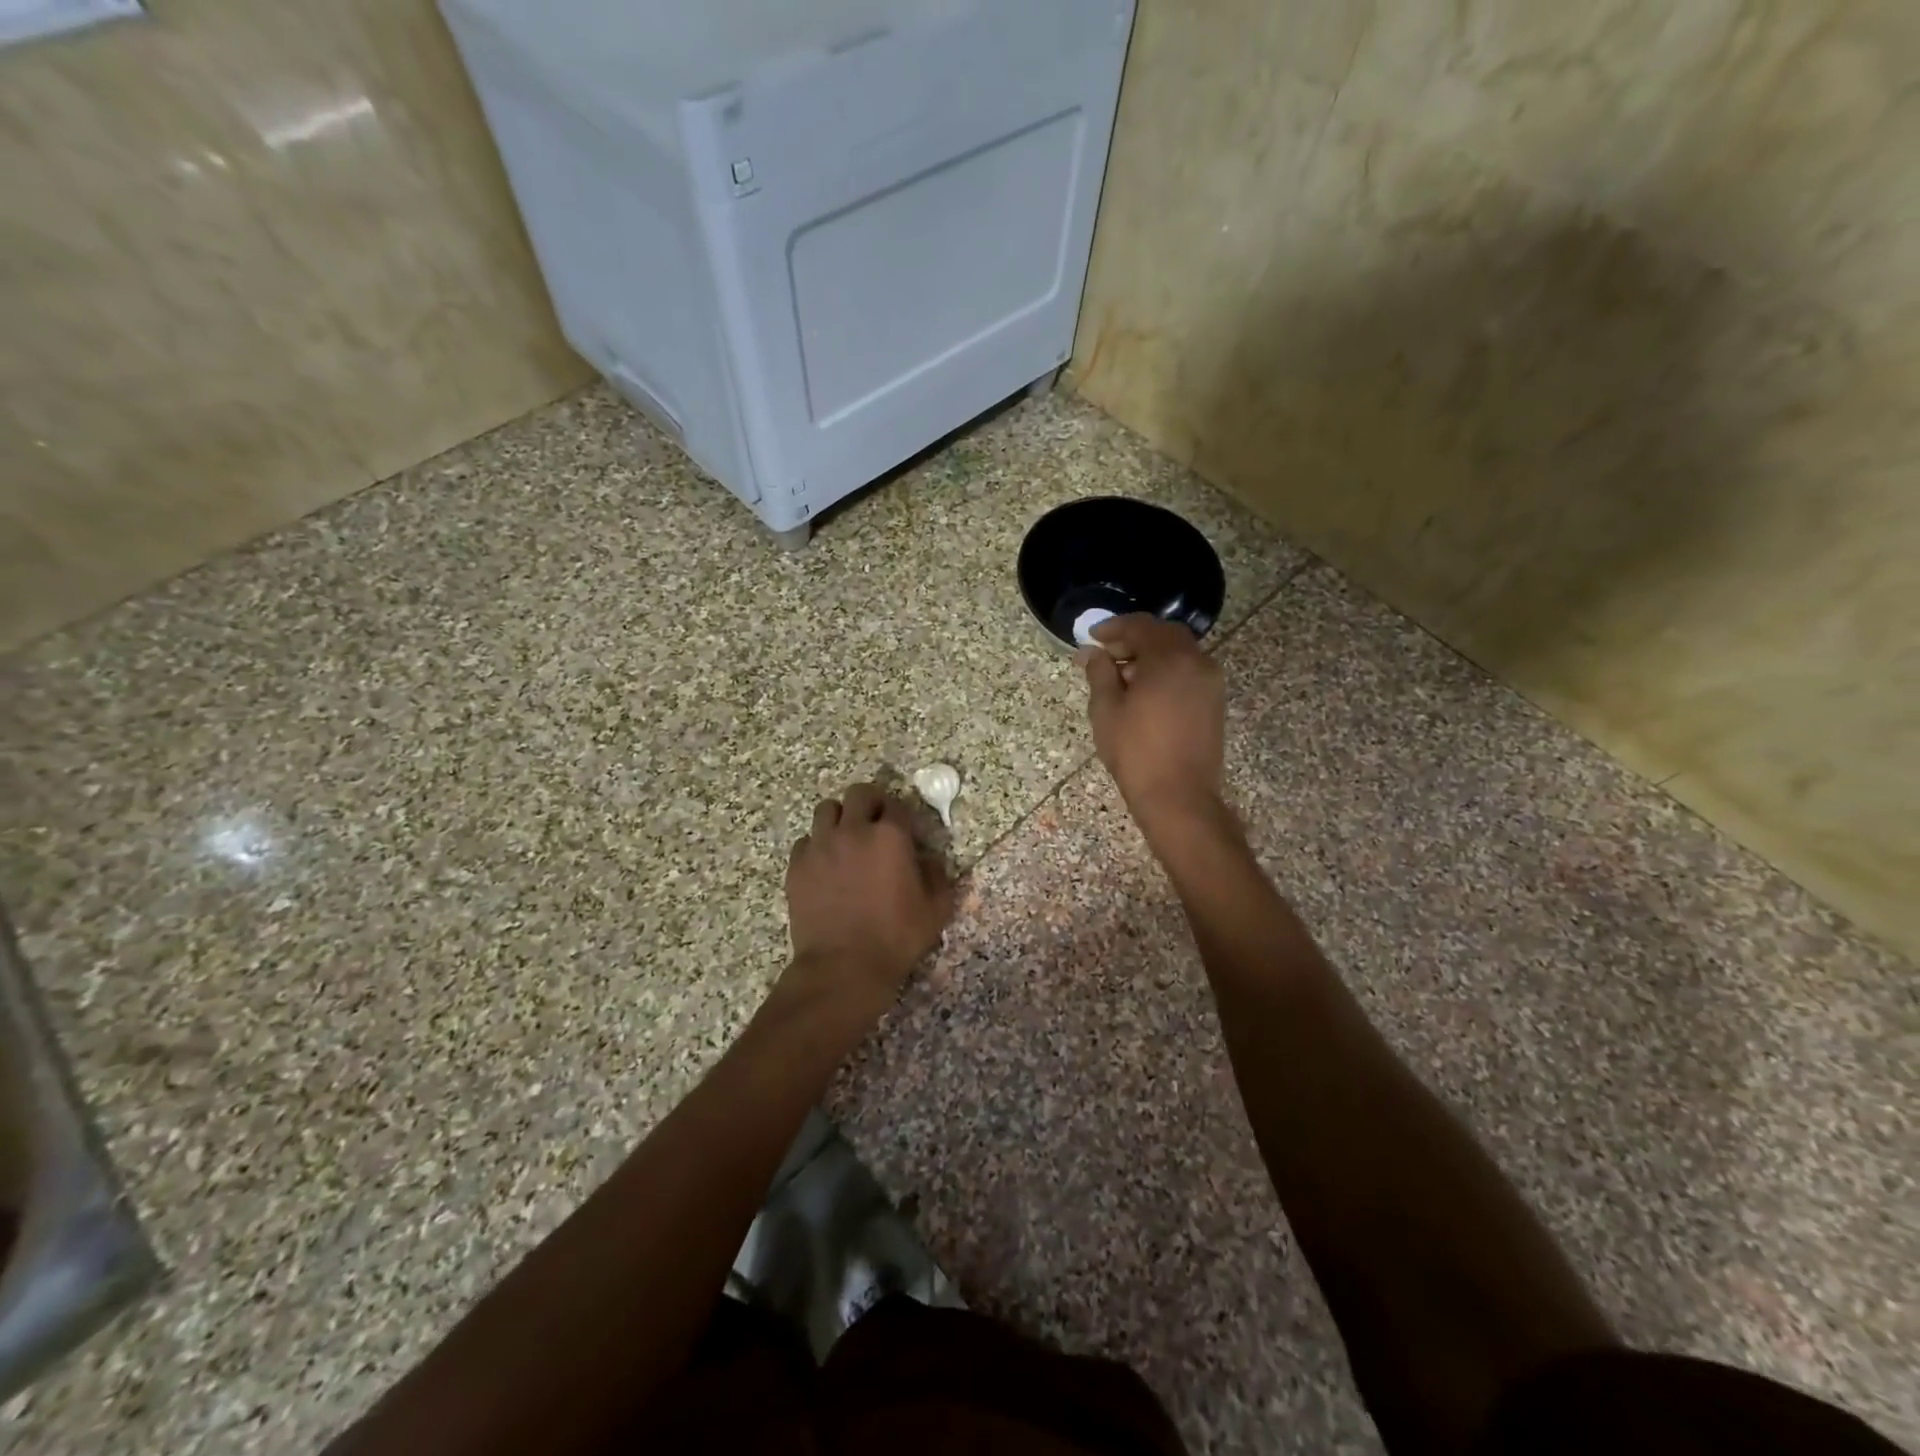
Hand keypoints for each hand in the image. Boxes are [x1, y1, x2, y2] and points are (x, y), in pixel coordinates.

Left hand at [784, 783, 955, 1009]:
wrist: (843, 967)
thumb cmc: (895, 938)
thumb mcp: (935, 909)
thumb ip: (937, 875)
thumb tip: (928, 859)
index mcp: (890, 836)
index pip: (896, 805)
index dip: (902, 816)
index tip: (905, 832)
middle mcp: (853, 831)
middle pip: (858, 793)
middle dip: (870, 803)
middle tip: (875, 824)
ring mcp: (821, 846)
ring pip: (826, 810)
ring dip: (839, 818)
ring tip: (846, 840)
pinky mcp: (797, 866)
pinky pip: (805, 841)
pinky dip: (816, 846)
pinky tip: (825, 865)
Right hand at [1077, 614, 1226, 829]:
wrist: (1179, 797)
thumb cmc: (1136, 752)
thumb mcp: (1106, 710)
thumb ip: (1100, 673)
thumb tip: (1093, 653)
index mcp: (1170, 659)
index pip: (1141, 626)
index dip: (1114, 627)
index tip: (1092, 637)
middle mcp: (1197, 662)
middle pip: (1164, 635)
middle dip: (1134, 639)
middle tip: (1107, 655)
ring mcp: (1210, 682)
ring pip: (1179, 653)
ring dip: (1151, 656)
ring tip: (1122, 678)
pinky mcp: (1214, 702)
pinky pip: (1189, 672)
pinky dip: (1166, 671)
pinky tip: (1145, 693)